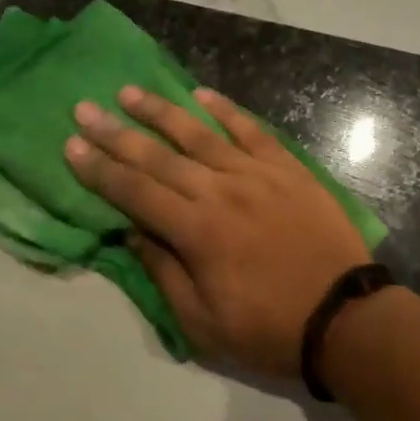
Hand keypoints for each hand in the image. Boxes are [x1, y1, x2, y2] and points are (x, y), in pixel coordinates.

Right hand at [65, 86, 372, 377]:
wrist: (348, 320)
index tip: (71, 145)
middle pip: (157, 156)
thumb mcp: (202, 322)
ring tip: (129, 92)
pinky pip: (251, 131)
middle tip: (84, 109)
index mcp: (196, 232)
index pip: (134, 192)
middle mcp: (219, 192)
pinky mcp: (287, 169)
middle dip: (115, 132)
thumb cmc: (269, 328)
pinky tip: (201, 94)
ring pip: (198, 134)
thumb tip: (133, 233)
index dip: (99, 169)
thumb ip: (163, 273)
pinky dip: (225, 110)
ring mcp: (256, 174)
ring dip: (160, 111)